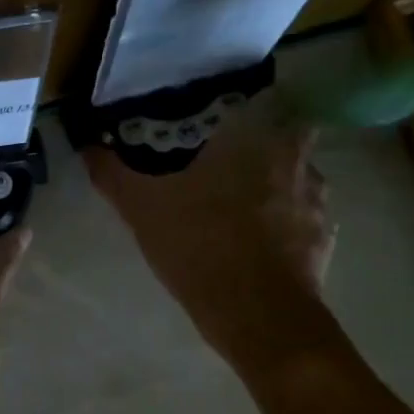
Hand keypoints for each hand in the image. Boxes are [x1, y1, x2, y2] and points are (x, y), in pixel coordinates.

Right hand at [86, 110, 341, 378]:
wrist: (258, 315)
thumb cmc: (201, 244)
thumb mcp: (144, 209)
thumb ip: (115, 174)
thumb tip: (88, 146)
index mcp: (258, 138)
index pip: (270, 99)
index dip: (250, 105)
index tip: (227, 119)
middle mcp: (298, 161)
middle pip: (288, 138)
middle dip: (263, 147)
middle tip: (229, 163)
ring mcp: (318, 203)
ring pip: (299, 180)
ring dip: (277, 187)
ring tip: (243, 207)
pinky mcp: (324, 241)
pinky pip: (304, 221)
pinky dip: (287, 226)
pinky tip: (259, 245)